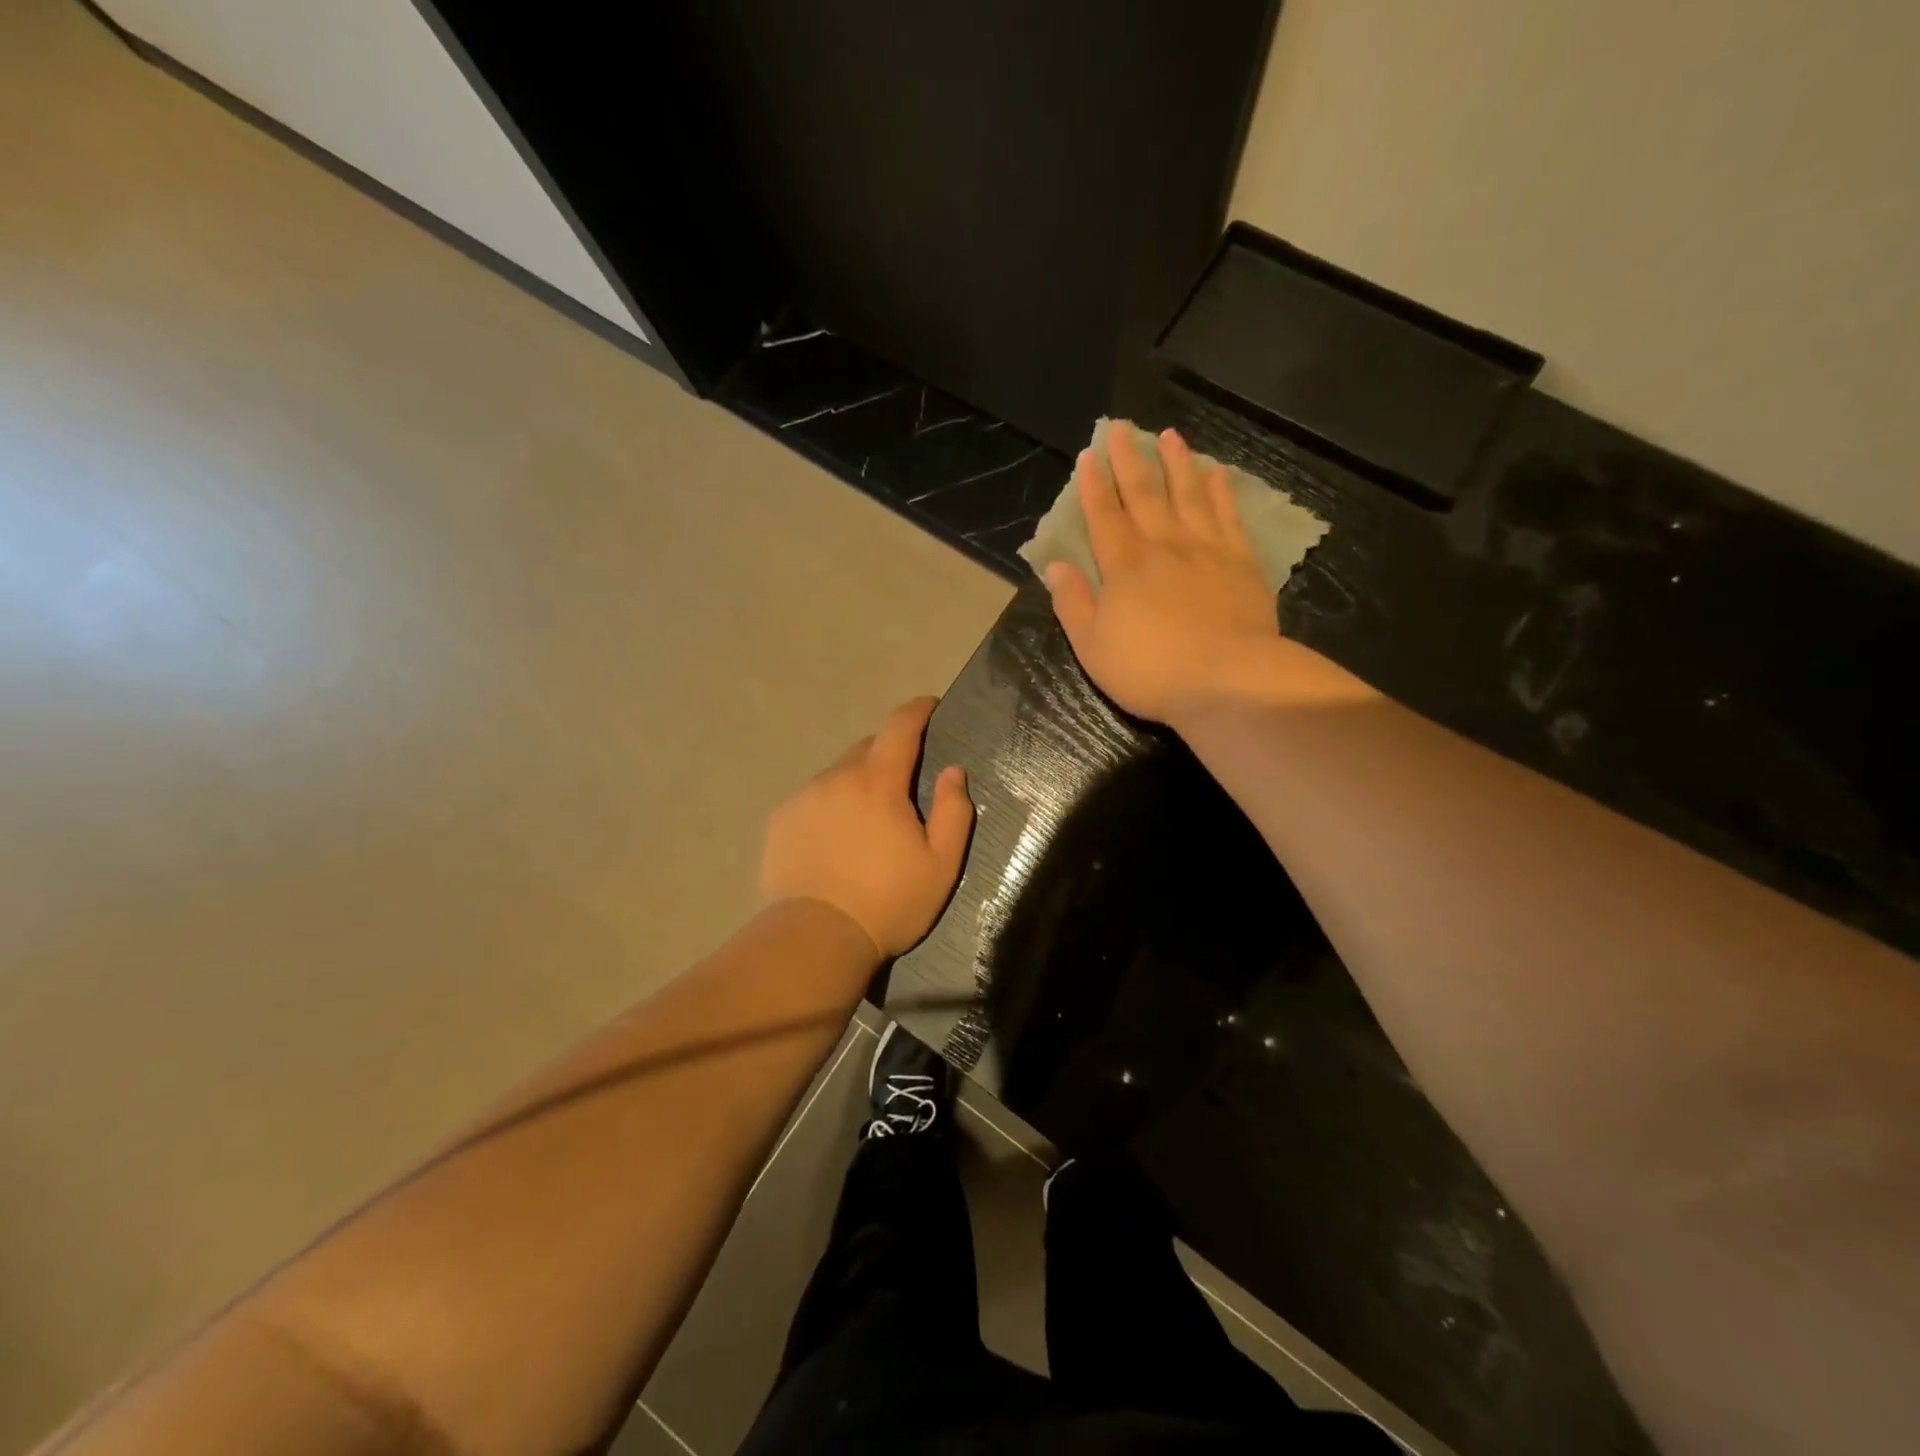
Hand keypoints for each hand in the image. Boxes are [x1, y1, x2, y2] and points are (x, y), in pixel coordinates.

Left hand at [760, 696, 975, 958]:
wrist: (815, 938)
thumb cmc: (888, 902)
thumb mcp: (941, 864)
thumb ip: (954, 811)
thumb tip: (954, 771)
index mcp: (879, 782)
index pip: (900, 725)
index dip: (918, 710)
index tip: (930, 706)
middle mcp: (837, 777)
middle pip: (867, 749)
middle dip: (888, 755)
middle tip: (902, 789)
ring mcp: (803, 797)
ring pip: (837, 774)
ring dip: (857, 784)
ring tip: (865, 824)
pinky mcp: (781, 821)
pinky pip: (813, 799)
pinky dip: (829, 806)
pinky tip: (834, 841)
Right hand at [1043, 426, 1278, 723]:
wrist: (1227, 679)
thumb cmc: (1150, 670)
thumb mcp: (1093, 646)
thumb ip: (1073, 603)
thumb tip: (1057, 566)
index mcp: (1123, 567)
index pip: (1103, 516)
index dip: (1093, 486)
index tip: (1089, 455)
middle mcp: (1163, 546)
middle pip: (1144, 494)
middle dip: (1129, 460)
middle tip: (1122, 428)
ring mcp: (1206, 551)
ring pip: (1189, 495)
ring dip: (1177, 464)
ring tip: (1170, 436)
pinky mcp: (1241, 563)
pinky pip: (1229, 518)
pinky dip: (1222, 493)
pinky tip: (1218, 474)